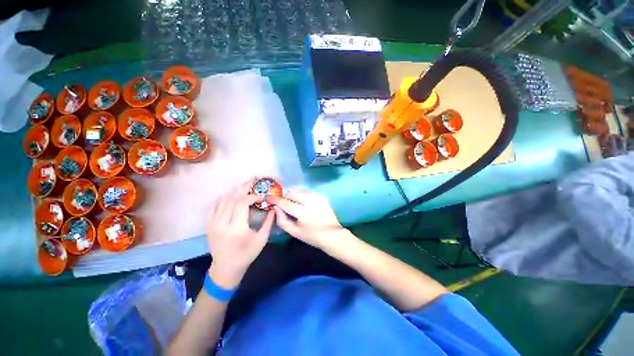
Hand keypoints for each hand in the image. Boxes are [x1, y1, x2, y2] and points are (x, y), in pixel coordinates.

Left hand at [206, 179, 273, 287]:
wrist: (225, 268)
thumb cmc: (246, 254)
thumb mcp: (261, 239)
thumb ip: (268, 222)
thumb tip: (274, 207)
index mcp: (236, 228)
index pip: (242, 203)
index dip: (253, 196)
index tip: (262, 196)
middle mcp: (222, 222)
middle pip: (232, 198)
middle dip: (244, 187)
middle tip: (253, 180)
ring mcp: (212, 222)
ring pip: (223, 199)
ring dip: (235, 191)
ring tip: (245, 186)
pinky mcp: (208, 223)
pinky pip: (214, 205)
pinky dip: (223, 197)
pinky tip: (231, 195)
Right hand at [268, 191, 349, 250]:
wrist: (332, 234)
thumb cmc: (312, 236)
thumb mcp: (294, 232)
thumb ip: (282, 220)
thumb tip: (275, 208)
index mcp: (303, 212)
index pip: (285, 203)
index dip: (275, 199)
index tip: (267, 197)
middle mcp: (311, 201)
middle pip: (292, 193)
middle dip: (285, 197)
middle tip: (284, 205)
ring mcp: (318, 197)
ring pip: (300, 191)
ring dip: (294, 195)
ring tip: (295, 204)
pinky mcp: (322, 196)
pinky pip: (307, 192)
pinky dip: (302, 196)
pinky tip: (304, 204)